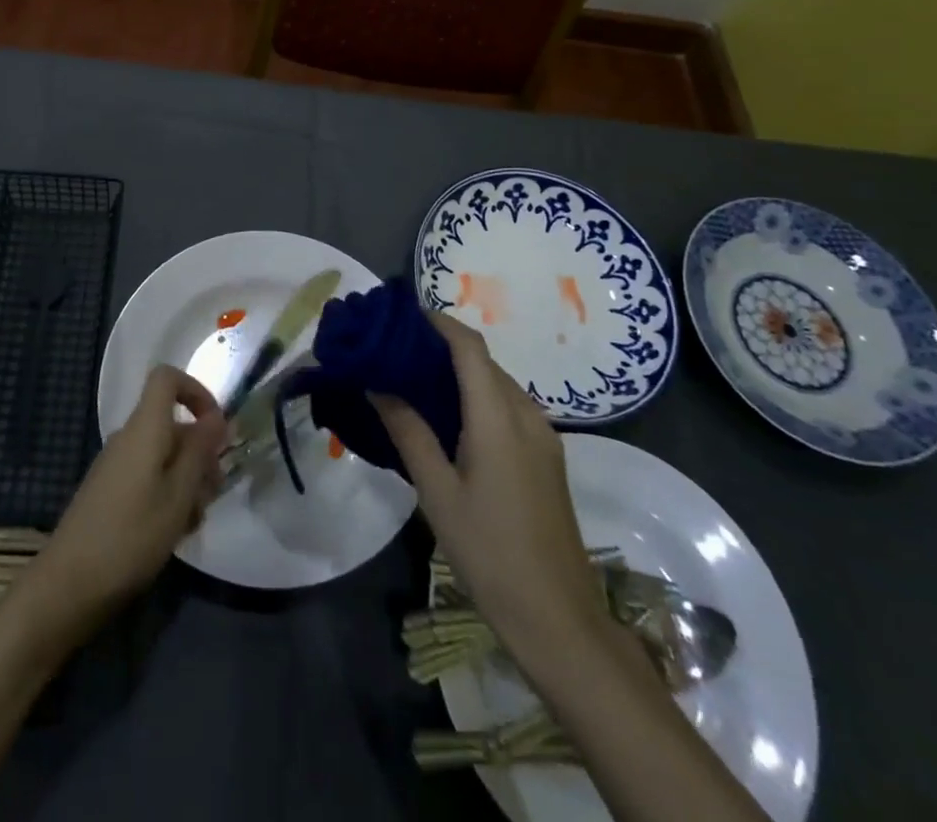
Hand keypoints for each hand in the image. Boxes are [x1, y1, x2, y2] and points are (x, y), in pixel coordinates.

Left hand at [27, 365, 225, 636]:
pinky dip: (168, 493)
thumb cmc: (131, 536)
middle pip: (171, 423)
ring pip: (163, 454)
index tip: (217, 427)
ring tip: (195, 521)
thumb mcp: (178, 495)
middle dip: (200, 450)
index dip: (196, 391)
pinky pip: (148, 475)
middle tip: (215, 491)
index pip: (167, 378)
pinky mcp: (109, 491)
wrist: (67, 586)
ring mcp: (116, 464)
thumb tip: (217, 416)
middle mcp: (128, 437)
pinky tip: (173, 531)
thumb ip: (200, 452)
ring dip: (187, 478)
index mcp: (144, 428)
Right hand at [374, 311, 607, 663]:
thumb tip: (378, 384)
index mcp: (498, 418)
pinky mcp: (548, 456)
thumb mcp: (437, 493)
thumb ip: (409, 431)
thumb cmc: (489, 553)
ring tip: (415, 380)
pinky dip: (478, 396)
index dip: (438, 322)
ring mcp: (544, 436)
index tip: (401, 317)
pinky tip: (450, 417)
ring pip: (497, 383)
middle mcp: (527, 415)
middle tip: (397, 351)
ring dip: (460, 372)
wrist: (558, 618)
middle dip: (442, 346)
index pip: (469, 346)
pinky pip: (509, 406)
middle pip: (483, 361)